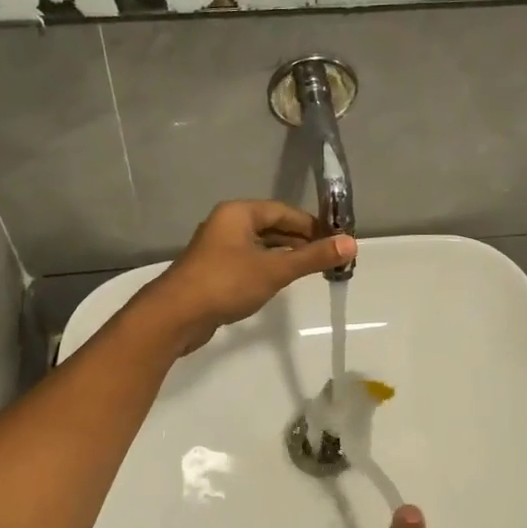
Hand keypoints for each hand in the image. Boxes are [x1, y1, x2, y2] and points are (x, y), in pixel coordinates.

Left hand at [143, 201, 355, 353]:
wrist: (175, 316)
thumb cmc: (226, 283)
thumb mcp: (275, 270)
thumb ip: (313, 257)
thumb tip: (351, 243)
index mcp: (238, 213)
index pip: (283, 211)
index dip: (312, 224)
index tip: (336, 240)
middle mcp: (227, 225)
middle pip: (272, 227)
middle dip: (301, 241)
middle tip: (329, 257)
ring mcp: (218, 249)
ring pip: (260, 246)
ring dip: (285, 256)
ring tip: (312, 270)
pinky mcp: (214, 272)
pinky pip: (249, 263)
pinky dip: (268, 268)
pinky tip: (282, 282)